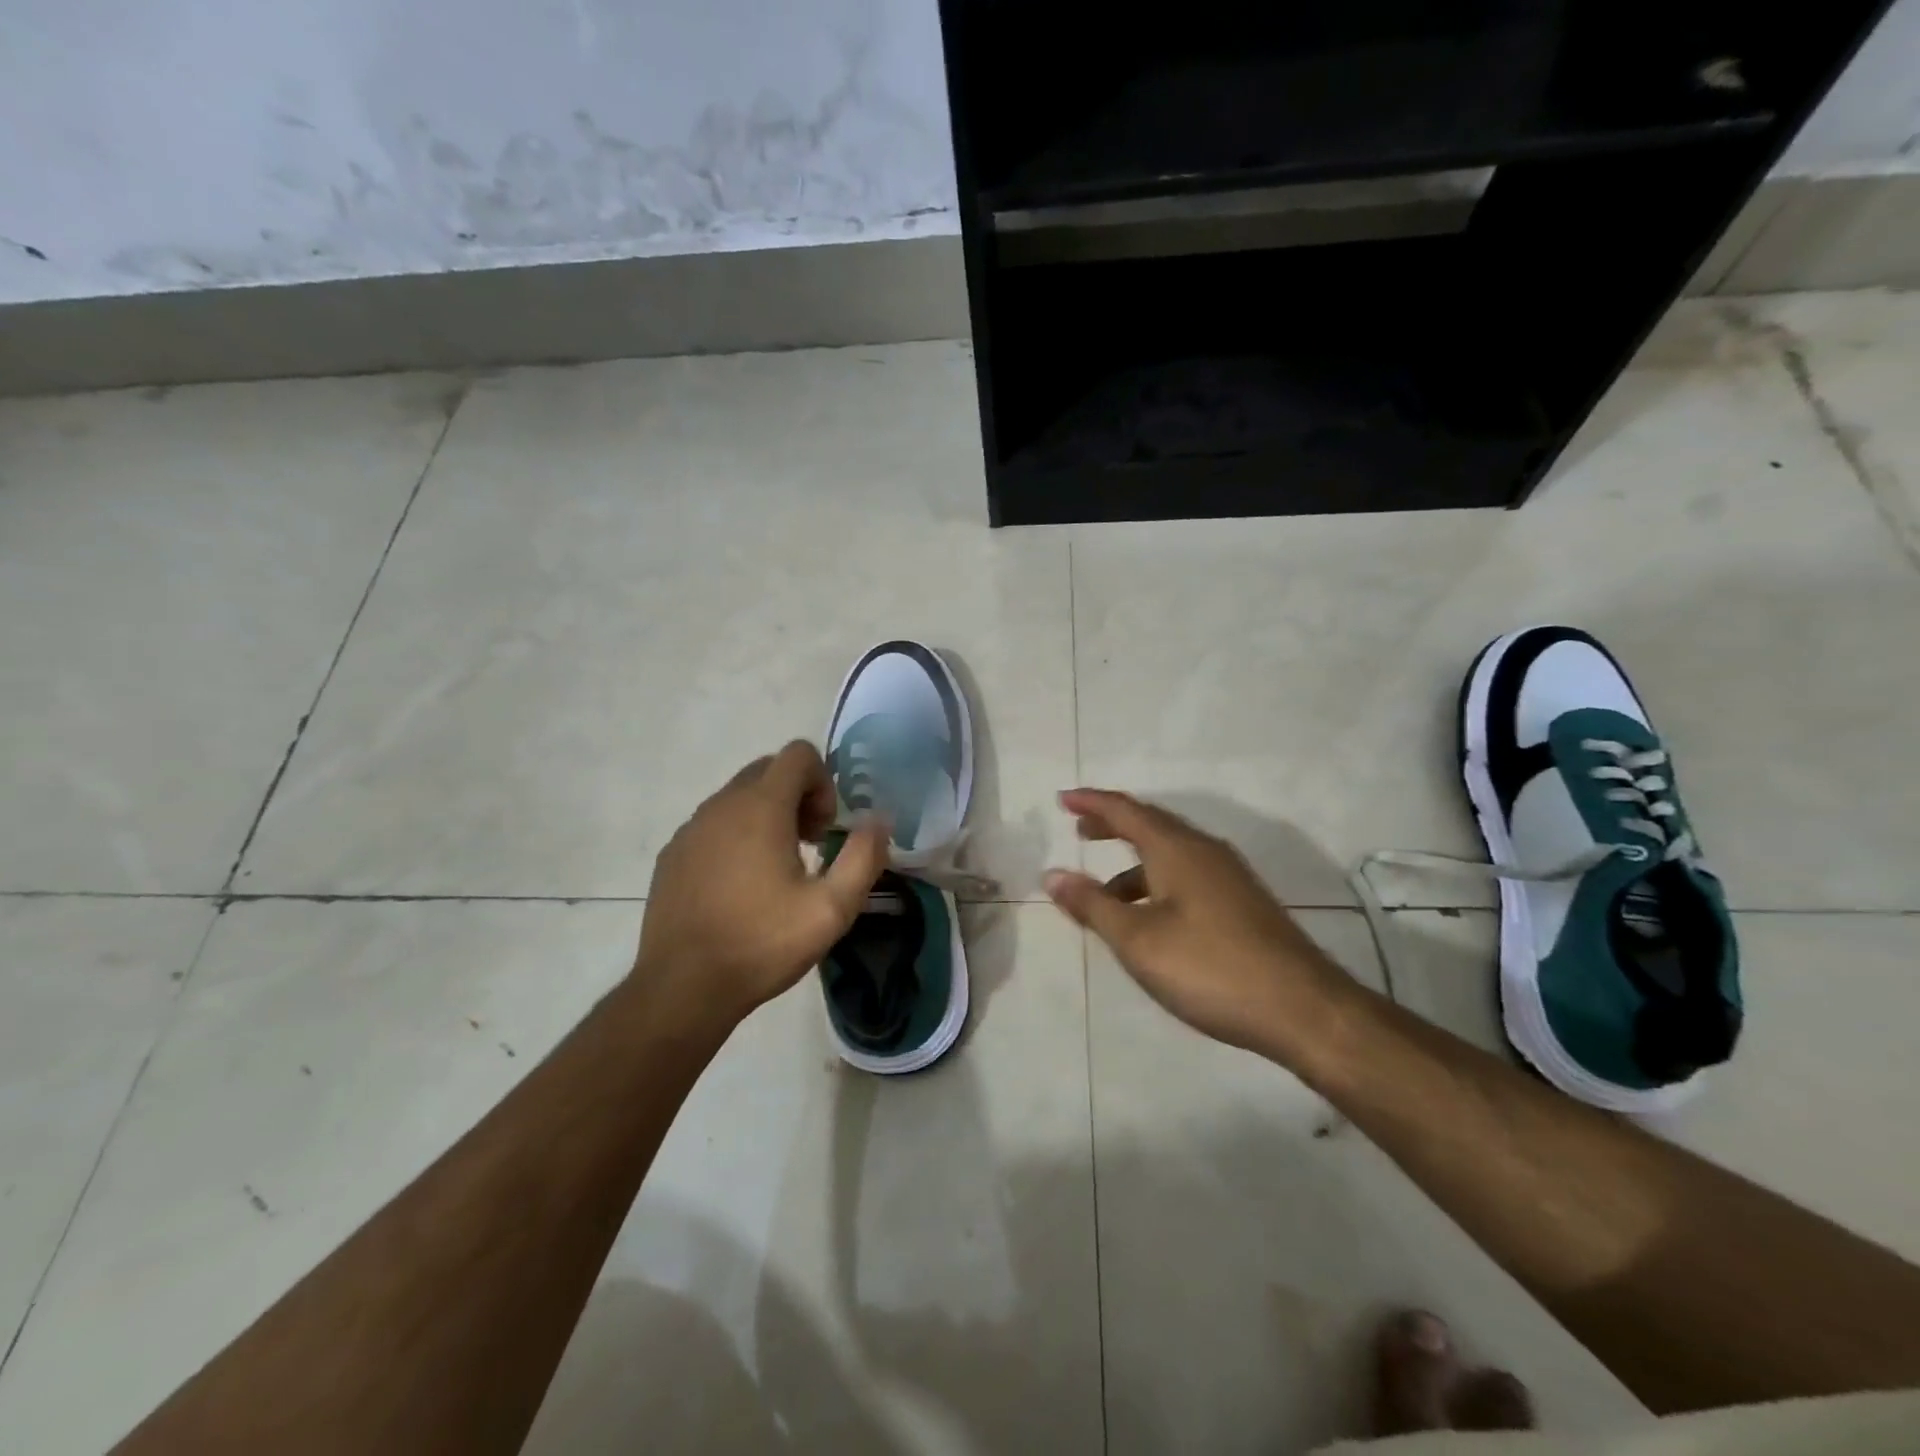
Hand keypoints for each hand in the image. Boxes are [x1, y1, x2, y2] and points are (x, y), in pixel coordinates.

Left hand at [636, 741, 888, 1030]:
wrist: (682, 988)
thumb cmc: (762, 943)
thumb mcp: (832, 908)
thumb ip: (863, 856)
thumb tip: (879, 820)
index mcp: (761, 807)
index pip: (798, 753)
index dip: (823, 782)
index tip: (824, 831)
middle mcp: (721, 805)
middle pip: (769, 770)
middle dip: (798, 797)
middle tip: (810, 846)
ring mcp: (691, 828)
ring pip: (738, 798)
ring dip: (767, 817)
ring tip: (777, 872)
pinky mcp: (673, 854)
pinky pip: (713, 825)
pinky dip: (735, 838)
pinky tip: (740, 888)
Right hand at [1043, 789, 1351, 1059]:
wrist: (1304, 1009)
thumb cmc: (1210, 968)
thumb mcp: (1138, 941)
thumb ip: (1092, 905)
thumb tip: (1052, 874)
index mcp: (1177, 849)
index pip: (1126, 810)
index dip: (1092, 802)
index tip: (1063, 799)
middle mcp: (1205, 851)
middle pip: (1152, 824)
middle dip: (1113, 824)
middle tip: (1081, 830)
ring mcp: (1230, 877)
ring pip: (1171, 853)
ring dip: (1134, 861)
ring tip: (1104, 890)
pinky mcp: (1243, 903)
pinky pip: (1188, 874)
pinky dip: (1157, 881)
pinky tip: (1151, 917)